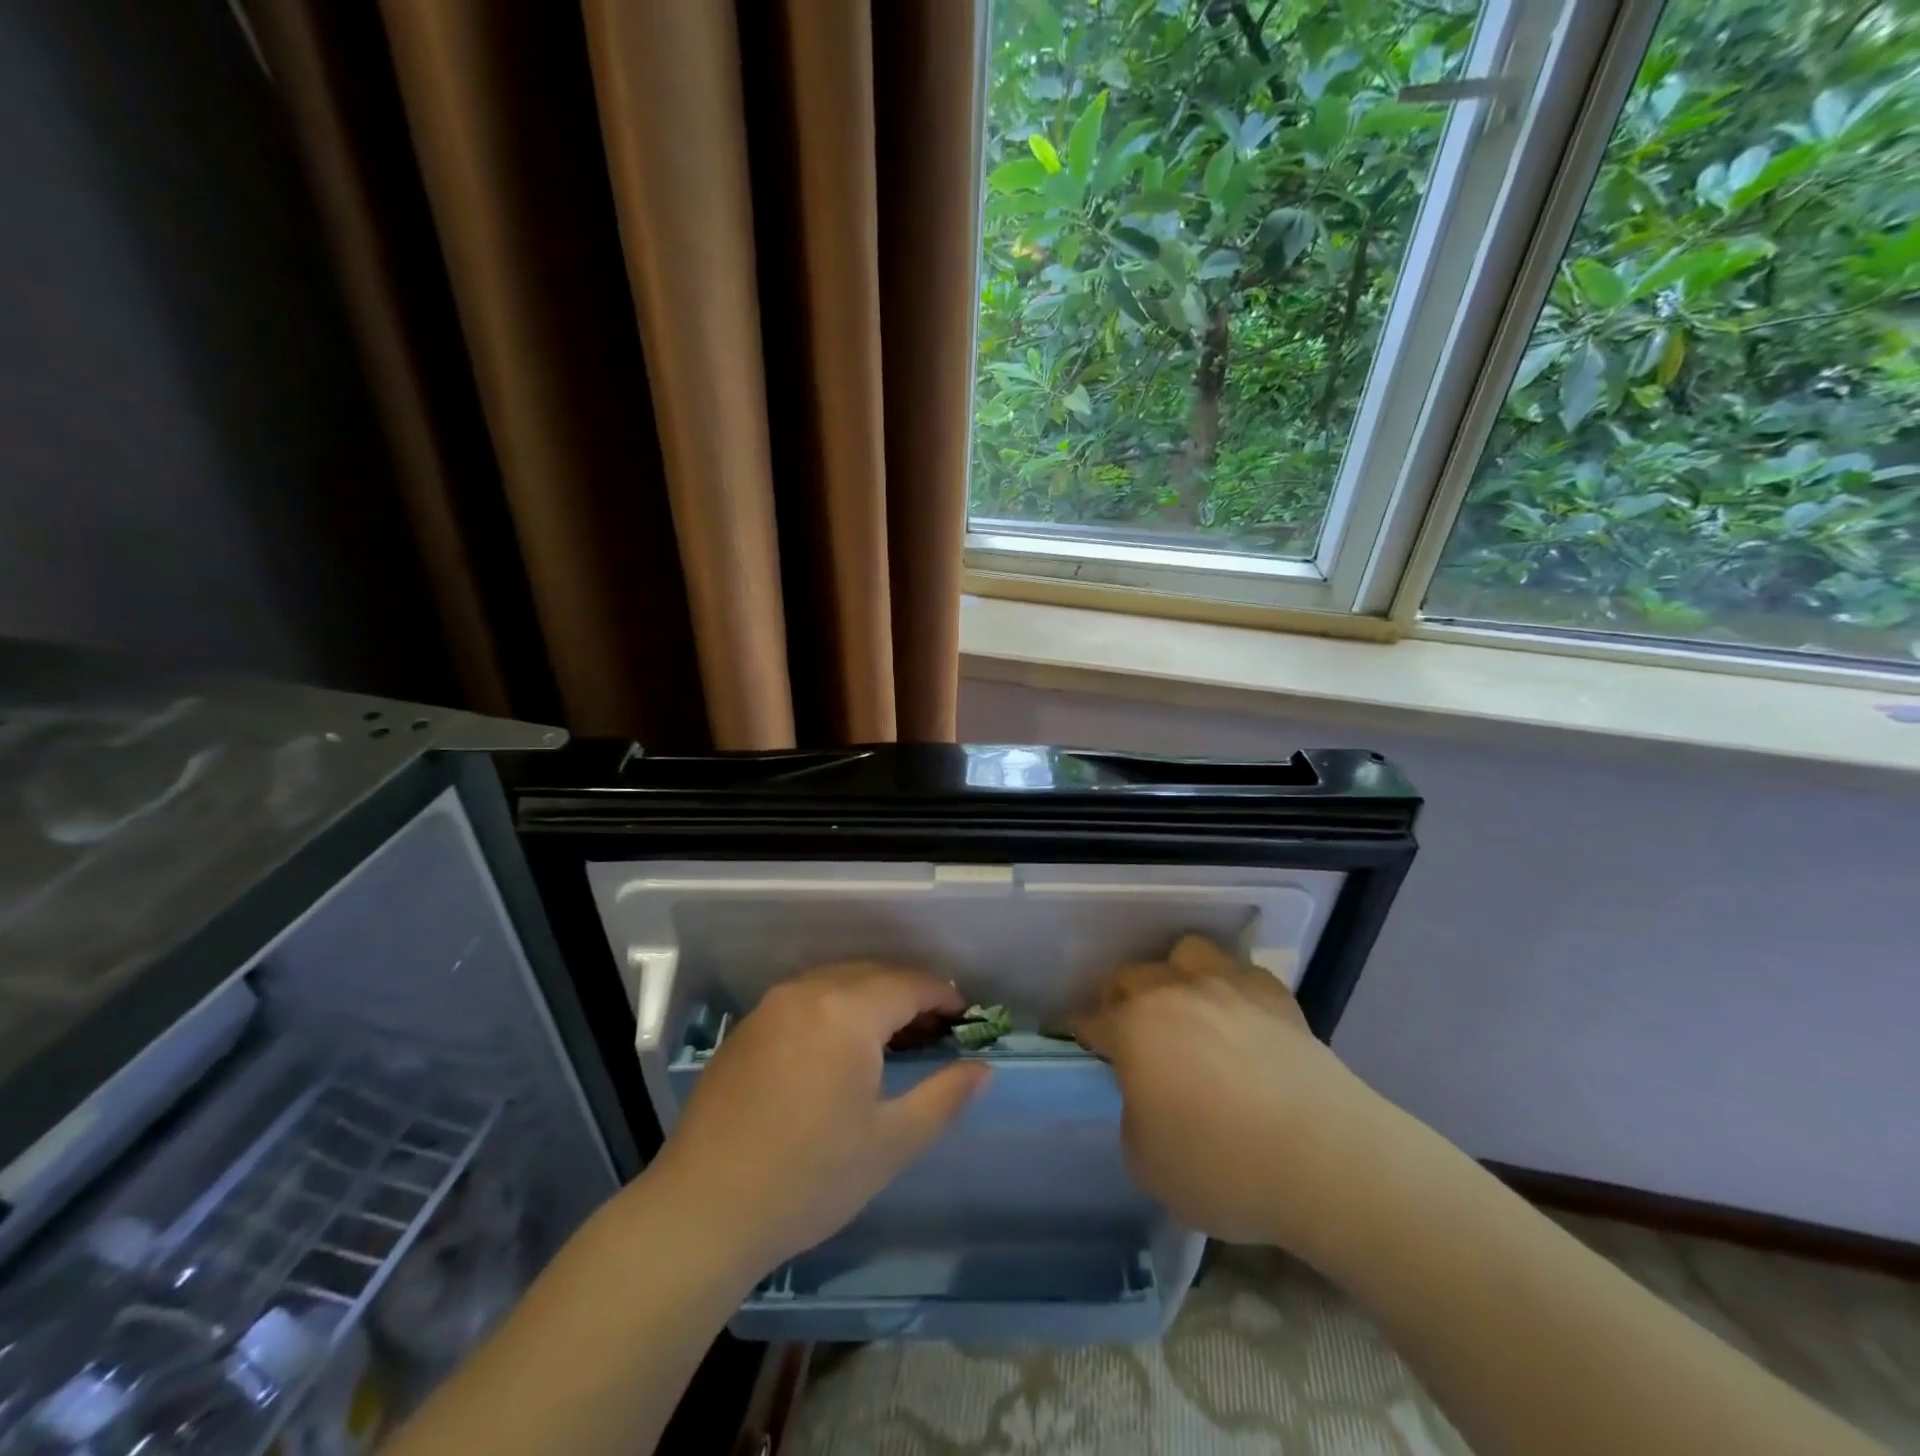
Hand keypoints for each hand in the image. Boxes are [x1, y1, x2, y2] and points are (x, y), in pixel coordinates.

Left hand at [649, 963, 990, 1275]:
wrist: (703, 1211)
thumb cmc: (808, 1178)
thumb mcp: (890, 1143)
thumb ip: (944, 1097)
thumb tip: (982, 1068)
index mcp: (846, 1012)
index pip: (908, 984)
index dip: (942, 996)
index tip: (964, 1017)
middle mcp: (808, 992)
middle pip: (873, 974)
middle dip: (909, 993)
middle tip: (934, 1029)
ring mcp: (771, 1006)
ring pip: (837, 981)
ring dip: (871, 997)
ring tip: (892, 1035)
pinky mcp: (747, 1027)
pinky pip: (805, 998)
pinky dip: (835, 1007)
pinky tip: (840, 1046)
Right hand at [1072, 934, 1386, 1253]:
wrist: (1326, 1161)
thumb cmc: (1224, 1168)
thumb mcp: (1147, 1164)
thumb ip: (1134, 1118)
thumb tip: (1150, 1098)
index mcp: (1135, 1027)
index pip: (1093, 1020)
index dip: (1084, 1032)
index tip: (1083, 1042)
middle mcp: (1175, 993)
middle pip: (1132, 976)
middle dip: (1121, 999)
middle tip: (1131, 1033)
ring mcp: (1228, 988)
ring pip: (1188, 953)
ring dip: (1177, 975)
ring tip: (1186, 1009)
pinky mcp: (1276, 998)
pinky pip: (1243, 975)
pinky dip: (1234, 990)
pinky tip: (1242, 1020)